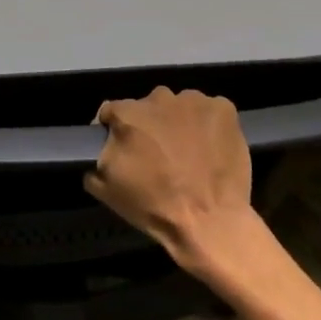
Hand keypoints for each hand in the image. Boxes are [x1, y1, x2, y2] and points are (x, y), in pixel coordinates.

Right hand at [83, 87, 260, 269]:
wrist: (210, 221)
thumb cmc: (154, 205)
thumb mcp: (106, 189)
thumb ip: (97, 158)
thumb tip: (103, 149)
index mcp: (127, 114)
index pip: (111, 111)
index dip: (113, 129)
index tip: (121, 148)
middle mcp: (158, 98)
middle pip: (147, 106)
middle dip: (148, 125)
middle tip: (157, 153)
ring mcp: (194, 100)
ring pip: (179, 106)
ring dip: (178, 122)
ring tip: (187, 151)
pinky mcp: (223, 108)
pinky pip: (209, 110)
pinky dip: (207, 124)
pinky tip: (210, 147)